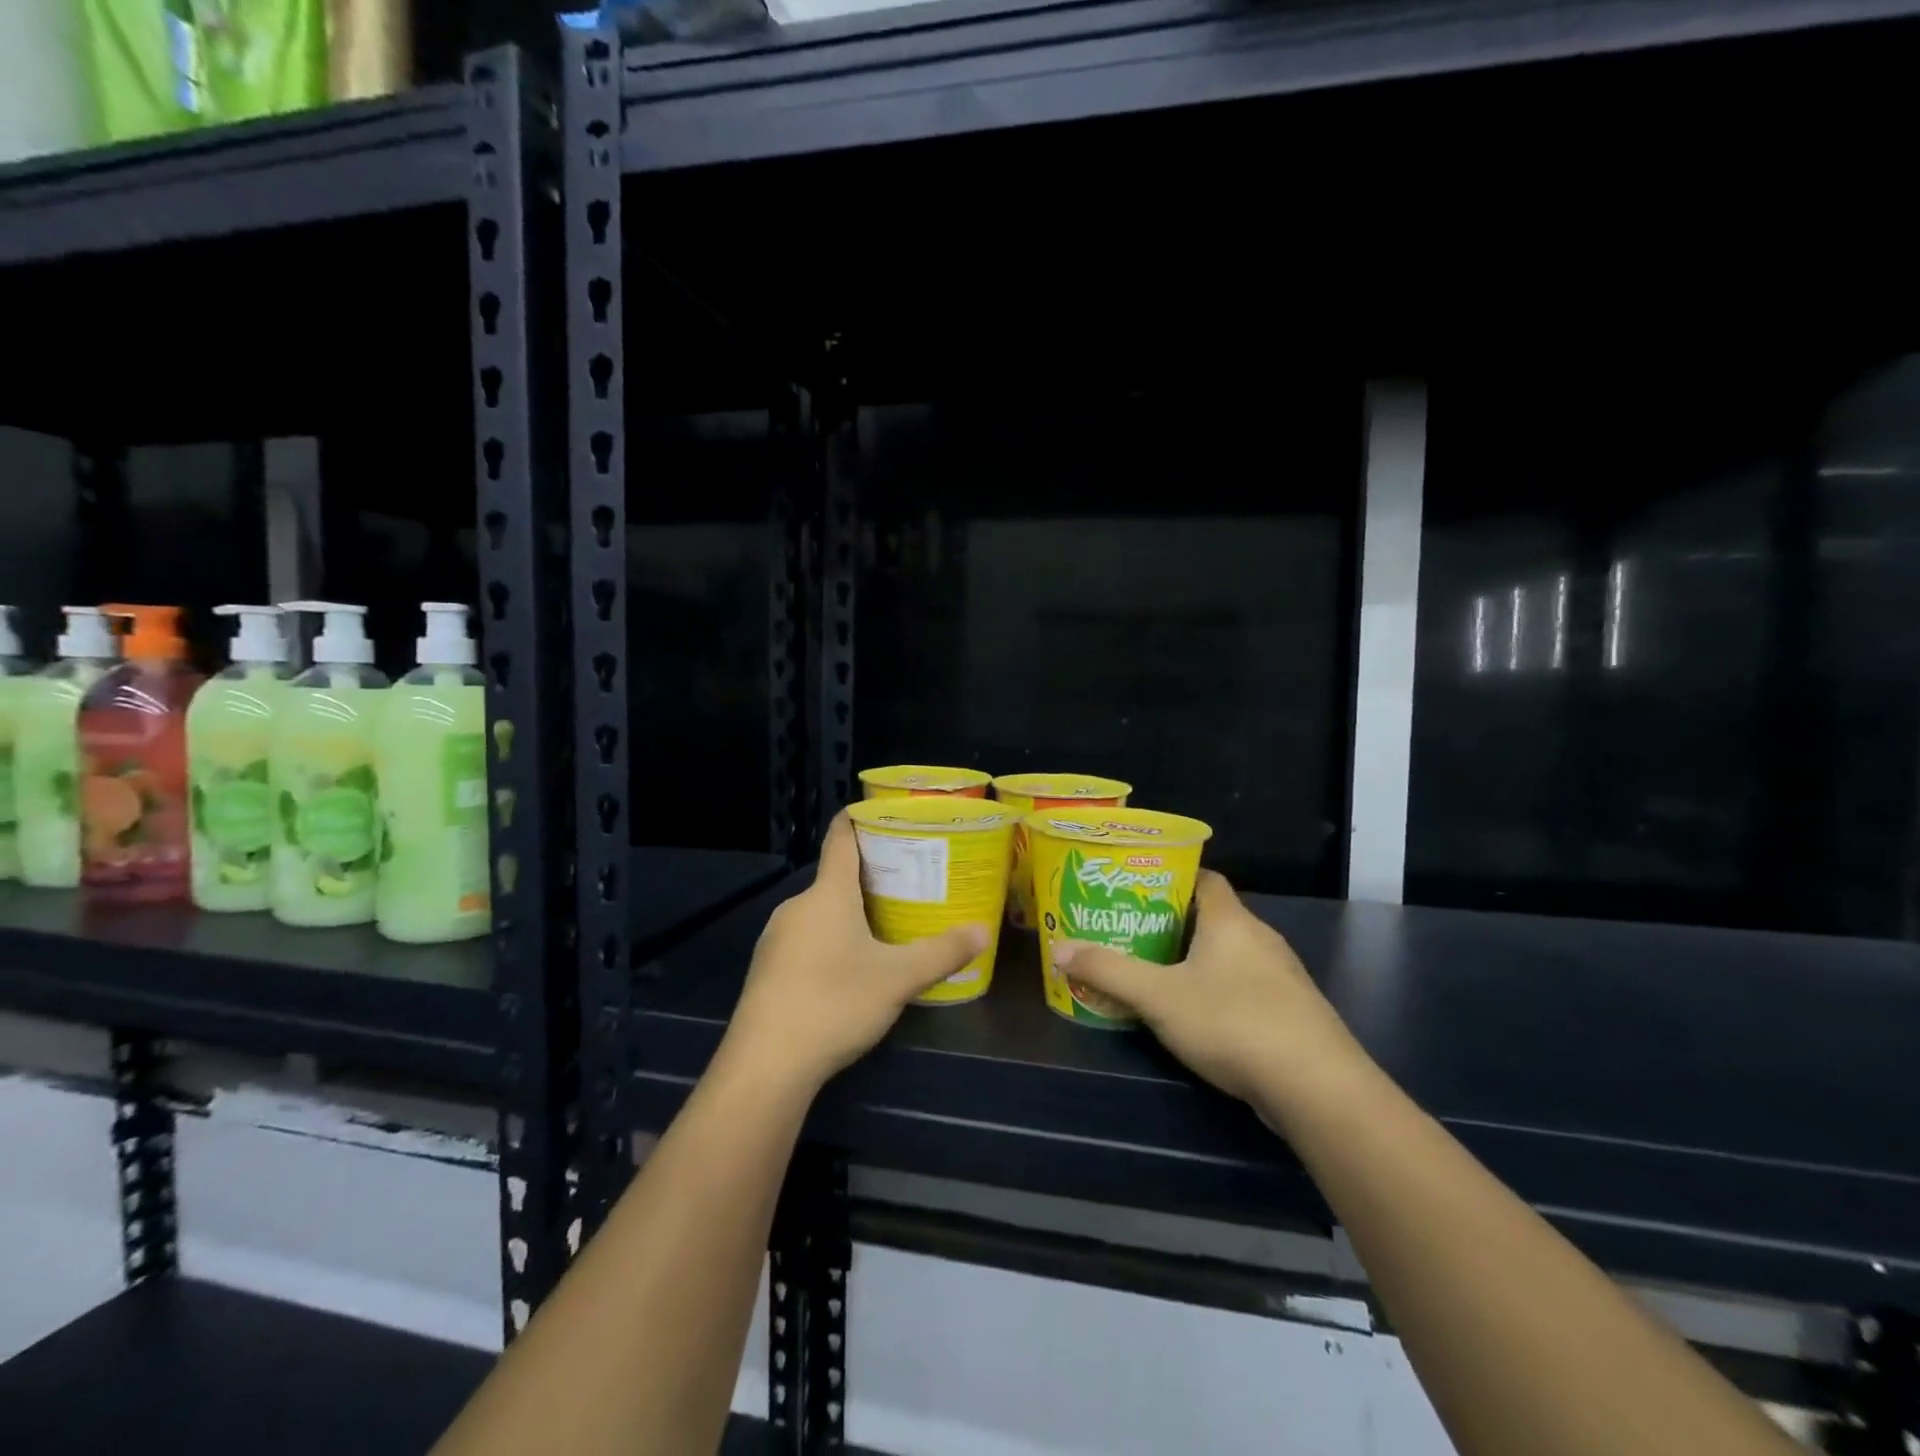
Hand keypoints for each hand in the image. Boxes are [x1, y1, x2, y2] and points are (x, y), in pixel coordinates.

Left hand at [725, 811, 988, 1092]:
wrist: (766, 1065)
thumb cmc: (835, 1002)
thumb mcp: (898, 979)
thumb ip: (942, 953)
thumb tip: (982, 931)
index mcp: (827, 894)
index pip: (840, 838)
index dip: (859, 819)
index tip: (882, 813)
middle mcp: (797, 906)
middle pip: (834, 879)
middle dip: (869, 878)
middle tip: (908, 884)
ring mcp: (776, 939)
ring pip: (820, 913)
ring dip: (849, 915)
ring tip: (885, 928)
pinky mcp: (767, 971)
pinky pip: (805, 941)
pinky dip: (829, 943)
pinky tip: (849, 972)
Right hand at [1052, 872, 1366, 1110]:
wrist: (1317, 1088)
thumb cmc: (1232, 1021)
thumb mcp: (1157, 996)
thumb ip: (1107, 971)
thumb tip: (1058, 949)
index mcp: (1231, 919)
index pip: (1204, 878)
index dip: (1171, 877)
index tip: (1137, 888)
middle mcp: (1260, 938)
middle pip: (1213, 916)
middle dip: (1174, 922)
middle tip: (1133, 931)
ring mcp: (1282, 977)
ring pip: (1230, 954)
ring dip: (1197, 960)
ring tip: (1156, 972)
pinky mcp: (1291, 1013)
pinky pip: (1246, 986)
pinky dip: (1219, 990)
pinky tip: (1197, 1015)